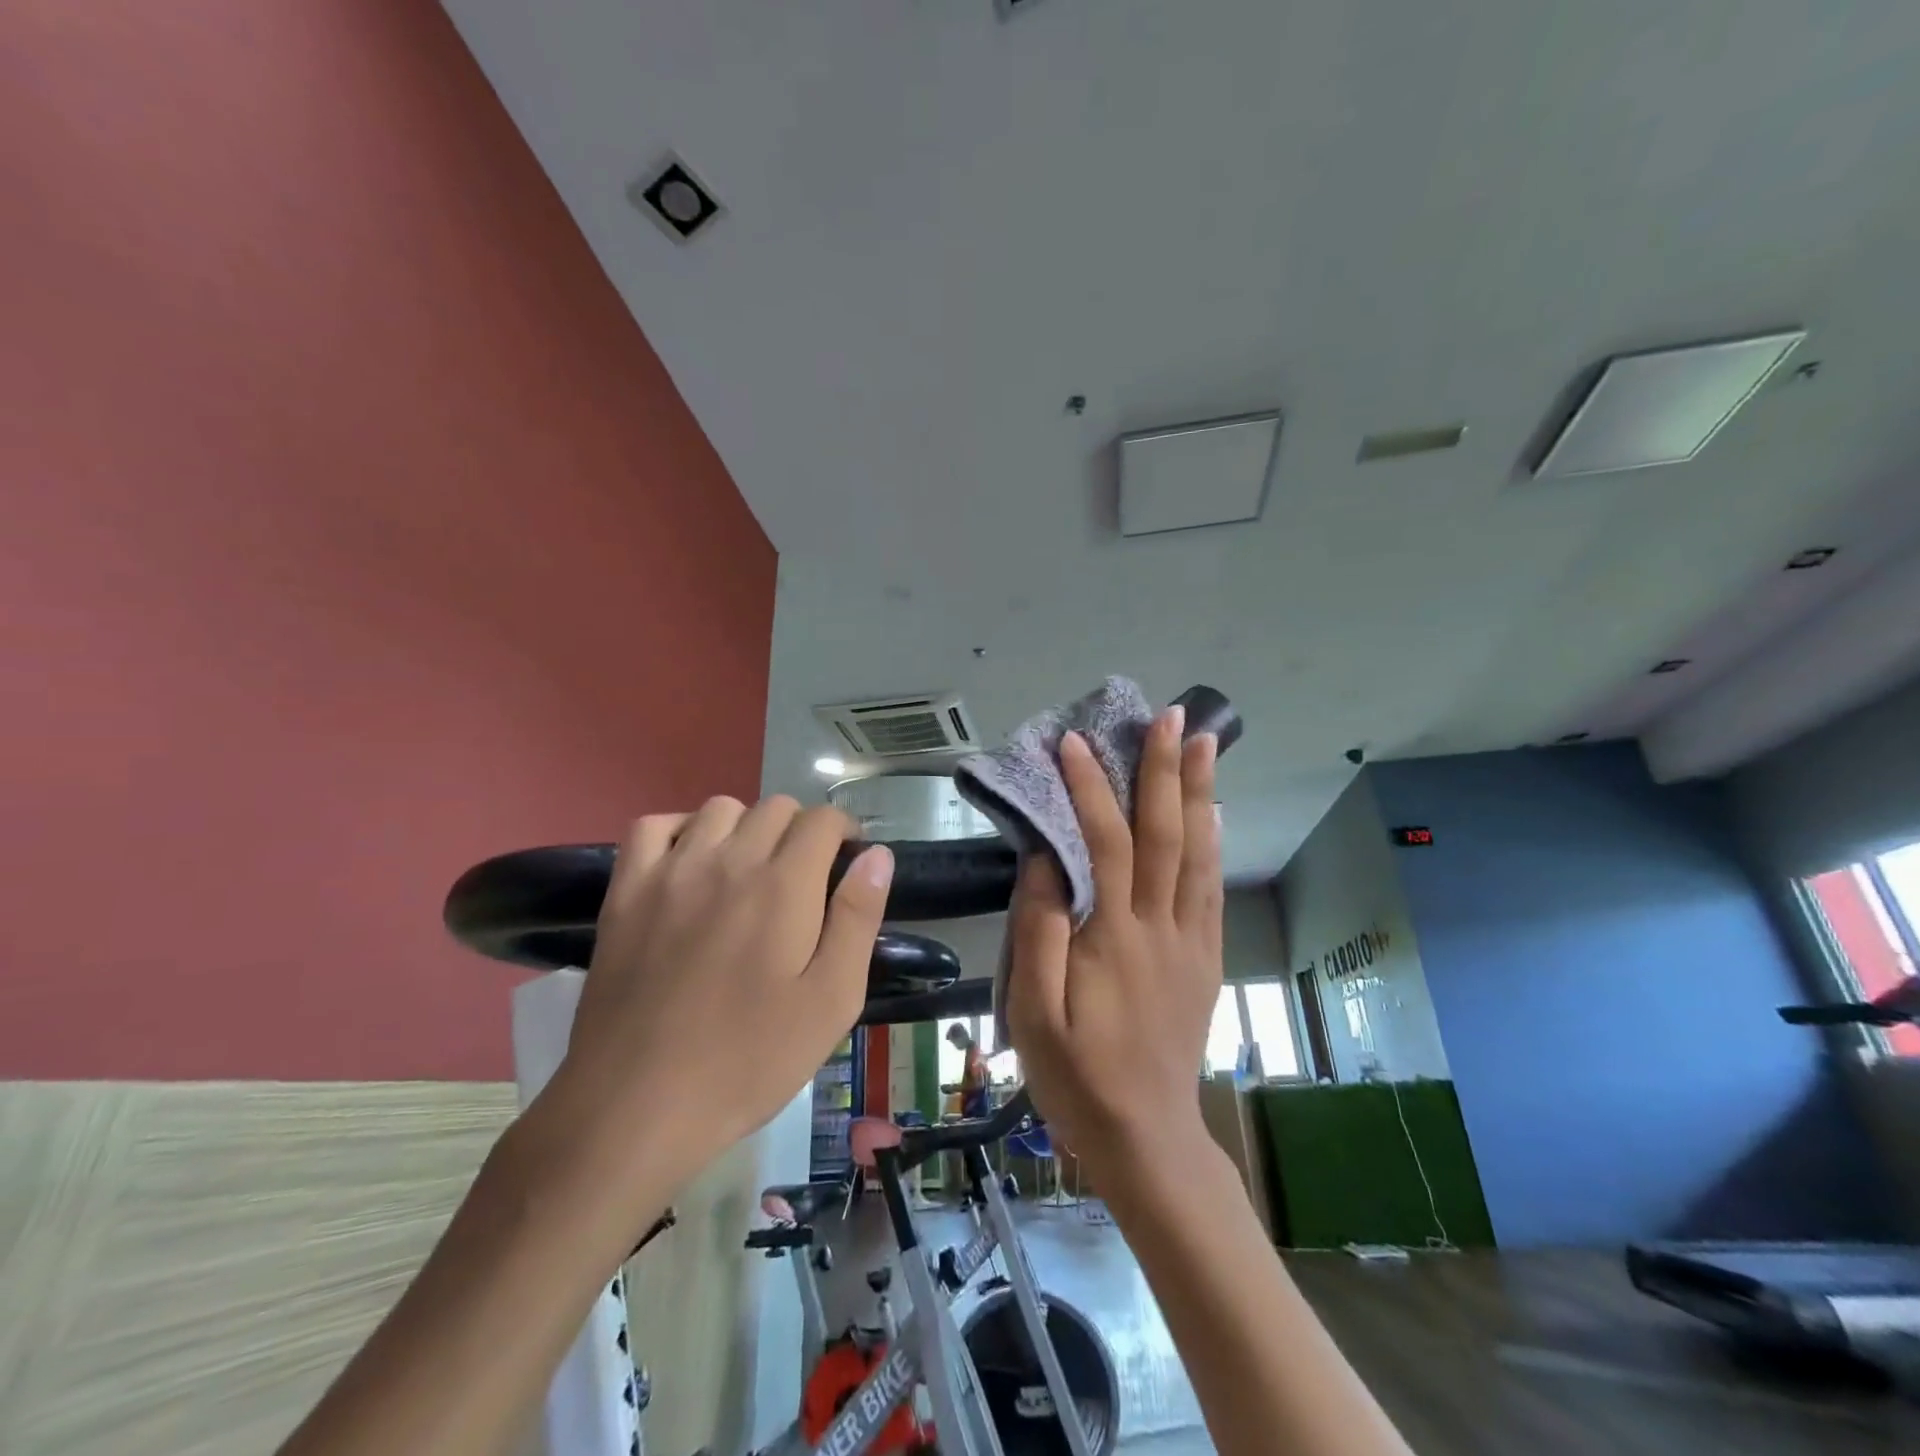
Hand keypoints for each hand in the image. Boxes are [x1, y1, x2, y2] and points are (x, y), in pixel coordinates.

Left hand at [544, 797, 893, 1195]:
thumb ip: (858, 919)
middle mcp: (728, 861)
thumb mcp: (831, 1001)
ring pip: (720, 808)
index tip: (846, 865)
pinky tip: (690, 864)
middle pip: (776, 808)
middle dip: (802, 831)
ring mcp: (671, 871)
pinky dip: (680, 830)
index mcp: (784, 886)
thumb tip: (878, 856)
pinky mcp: (626, 891)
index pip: (822, 820)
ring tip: (749, 872)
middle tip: (803, 880)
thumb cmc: (748, 1060)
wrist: (636, 1106)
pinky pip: (654, 826)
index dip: (844, 833)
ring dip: (747, 827)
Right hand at [1005, 708, 1221, 1183]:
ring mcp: (1190, 940)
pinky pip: (1212, 888)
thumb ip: (1038, 933)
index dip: (1089, 789)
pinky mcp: (1205, 957)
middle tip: (1171, 717)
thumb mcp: (1033, 1014)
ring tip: (1204, 743)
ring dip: (1199, 793)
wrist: (1146, 1135)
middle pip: (1165, 834)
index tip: (1073, 743)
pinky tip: (1214, 814)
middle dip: (1165, 770)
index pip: (1105, 843)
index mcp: (1114, 937)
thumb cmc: (1077, 1075)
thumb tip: (1043, 862)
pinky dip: (1213, 842)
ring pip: (1198, 852)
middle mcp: (1160, 926)